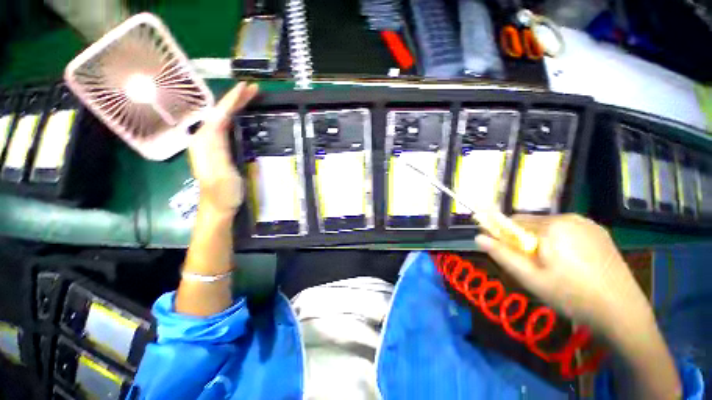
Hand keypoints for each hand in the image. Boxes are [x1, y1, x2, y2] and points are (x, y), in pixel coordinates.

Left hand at [189, 82, 258, 214]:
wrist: (218, 206)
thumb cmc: (223, 193)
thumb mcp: (222, 173)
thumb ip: (218, 150)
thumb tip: (218, 126)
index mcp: (205, 143)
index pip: (219, 115)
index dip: (232, 101)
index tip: (246, 88)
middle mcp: (204, 139)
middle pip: (219, 113)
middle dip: (234, 99)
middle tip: (253, 90)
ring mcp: (210, 144)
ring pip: (222, 118)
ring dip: (234, 106)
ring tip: (248, 97)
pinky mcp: (217, 149)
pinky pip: (225, 127)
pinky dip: (233, 117)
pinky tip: (239, 115)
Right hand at [475, 214, 652, 334]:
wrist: (623, 313)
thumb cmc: (572, 296)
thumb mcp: (530, 278)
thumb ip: (502, 255)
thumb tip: (478, 237)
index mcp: (552, 226)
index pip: (514, 221)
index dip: (505, 235)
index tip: (506, 252)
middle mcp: (570, 218)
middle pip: (532, 223)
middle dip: (525, 240)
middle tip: (533, 265)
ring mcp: (588, 224)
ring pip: (550, 227)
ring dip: (542, 241)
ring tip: (552, 266)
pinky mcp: (600, 233)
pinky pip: (568, 231)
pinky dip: (560, 242)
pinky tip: (571, 263)